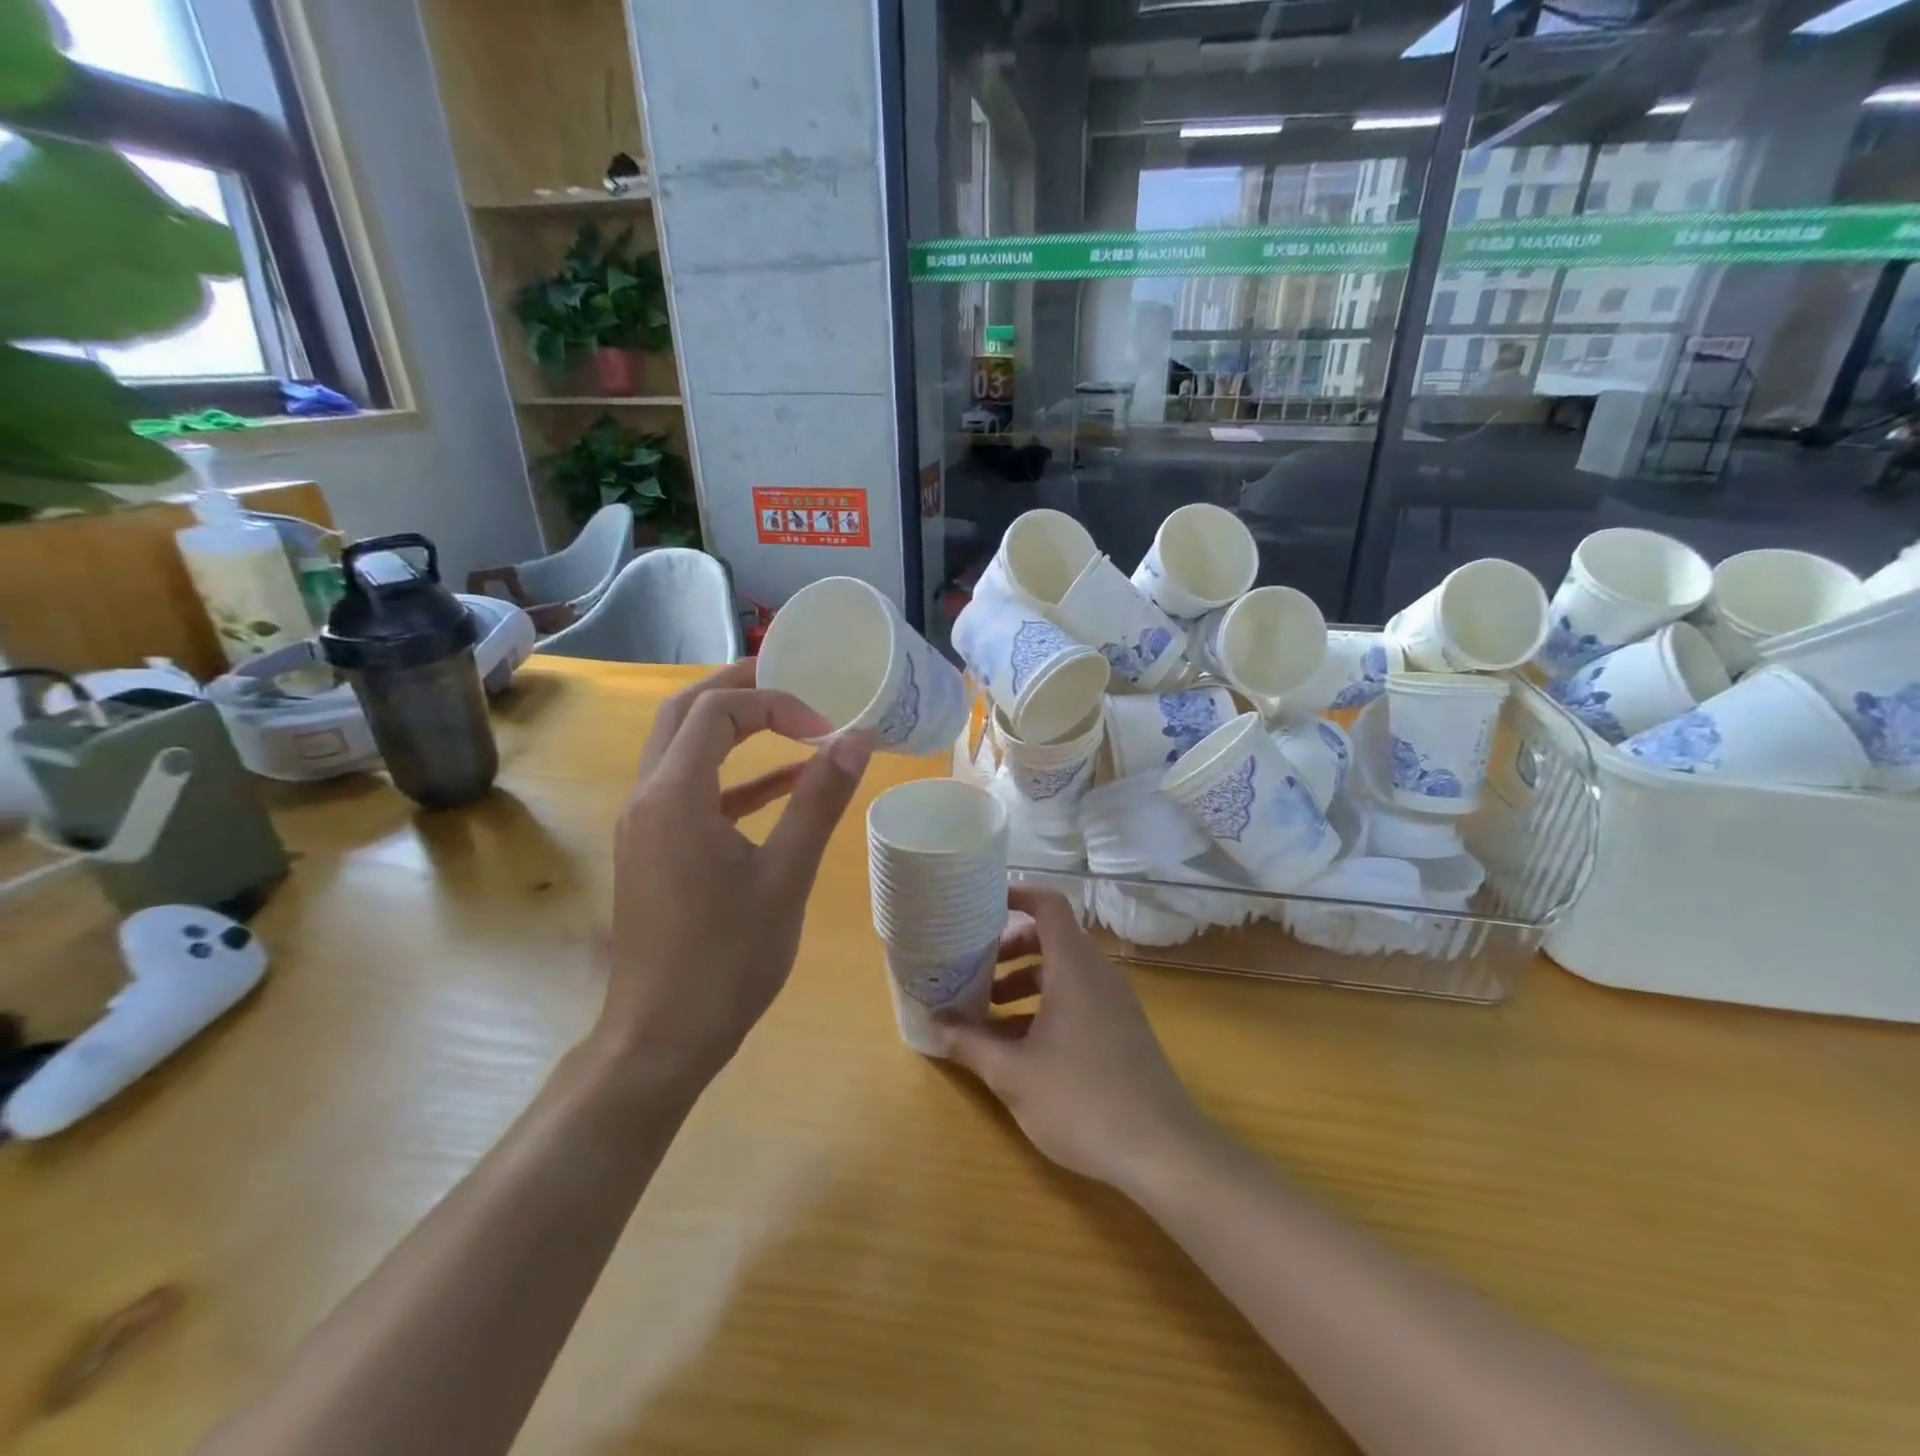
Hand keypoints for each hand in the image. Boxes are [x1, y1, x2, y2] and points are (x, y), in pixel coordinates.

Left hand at [600, 660, 871, 1095]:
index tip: (824, 727)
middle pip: (685, 714)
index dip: (774, 703)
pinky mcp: (654, 850)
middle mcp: (647, 798)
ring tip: (788, 717)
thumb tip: (856, 739)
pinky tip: (780, 785)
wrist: (661, 1037)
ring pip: (681, 749)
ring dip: (731, 728)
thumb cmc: (727, 959)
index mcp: (674, 796)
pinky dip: (733, 778)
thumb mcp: (785, 876)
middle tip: (792, 679)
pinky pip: (691, 792)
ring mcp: (645, 825)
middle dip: (738, 690)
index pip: (717, 711)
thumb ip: (819, 801)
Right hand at [935, 886, 1210, 1192]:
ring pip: (1063, 971)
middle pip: (1051, 938)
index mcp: (1073, 968)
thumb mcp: (1013, 1074)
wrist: (1163, 1152)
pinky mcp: (1123, 1028)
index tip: (981, 904)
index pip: (1049, 905)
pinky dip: (1046, 1004)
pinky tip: (1020, 1045)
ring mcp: (1114, 1001)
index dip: (1017, 895)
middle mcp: (1097, 974)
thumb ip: (970, 1043)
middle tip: (973, 967)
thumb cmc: (1081, 1101)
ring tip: (987, 1010)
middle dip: (1009, 947)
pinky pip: (1078, 996)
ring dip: (1025, 981)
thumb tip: (933, 1022)